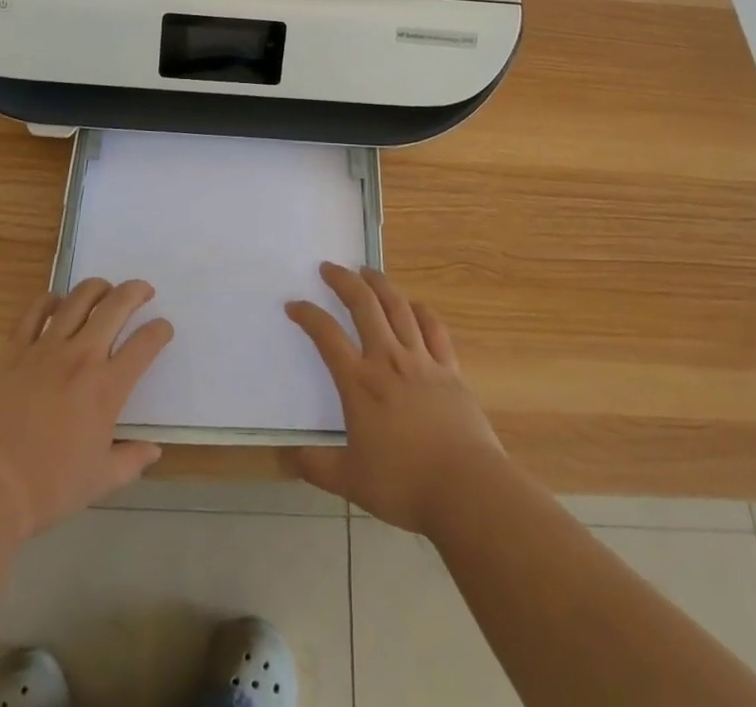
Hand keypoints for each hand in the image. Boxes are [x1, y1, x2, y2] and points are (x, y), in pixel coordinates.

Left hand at [0, 277, 172, 538]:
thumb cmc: (48, 489)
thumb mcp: (100, 481)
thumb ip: (131, 460)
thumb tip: (154, 451)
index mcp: (107, 387)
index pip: (145, 343)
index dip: (160, 330)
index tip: (163, 329)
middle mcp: (81, 357)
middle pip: (116, 305)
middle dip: (136, 291)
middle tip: (143, 291)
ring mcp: (45, 349)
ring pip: (78, 299)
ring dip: (98, 288)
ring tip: (105, 291)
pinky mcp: (13, 351)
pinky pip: (34, 312)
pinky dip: (49, 300)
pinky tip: (56, 303)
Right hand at [286, 263, 506, 535]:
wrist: (467, 488)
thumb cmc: (405, 484)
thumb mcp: (351, 482)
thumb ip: (317, 466)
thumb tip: (288, 456)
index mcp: (360, 383)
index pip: (327, 336)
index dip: (308, 315)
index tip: (294, 304)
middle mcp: (388, 360)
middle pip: (364, 305)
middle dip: (343, 281)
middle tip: (329, 267)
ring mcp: (422, 360)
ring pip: (398, 307)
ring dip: (380, 284)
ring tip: (367, 271)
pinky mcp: (449, 369)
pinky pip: (433, 328)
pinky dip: (420, 311)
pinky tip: (413, 305)